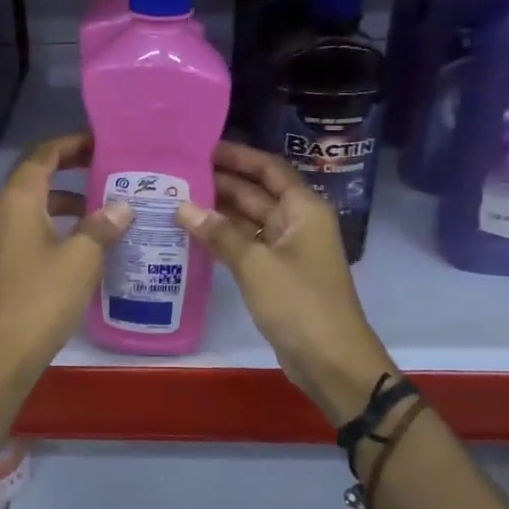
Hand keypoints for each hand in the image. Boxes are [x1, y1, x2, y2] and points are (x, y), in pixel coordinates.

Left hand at [0, 133, 132, 384]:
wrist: (4, 352)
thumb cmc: (42, 297)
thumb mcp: (82, 258)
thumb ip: (102, 226)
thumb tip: (122, 207)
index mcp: (19, 201)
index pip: (43, 155)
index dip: (71, 144)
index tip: (102, 143)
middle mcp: (5, 211)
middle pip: (38, 176)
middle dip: (72, 168)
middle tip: (109, 168)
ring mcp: (3, 237)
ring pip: (38, 204)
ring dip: (69, 199)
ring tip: (107, 205)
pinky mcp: (8, 260)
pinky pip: (35, 227)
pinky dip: (61, 223)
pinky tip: (89, 241)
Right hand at [176, 142, 393, 425]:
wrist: (331, 361)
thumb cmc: (299, 304)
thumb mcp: (256, 265)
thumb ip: (219, 233)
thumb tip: (183, 207)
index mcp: (304, 209)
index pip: (269, 169)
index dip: (238, 156)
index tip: (202, 147)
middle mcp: (298, 223)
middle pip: (258, 192)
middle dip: (222, 182)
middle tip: (178, 173)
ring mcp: (288, 250)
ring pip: (250, 220)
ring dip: (220, 211)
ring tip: (177, 199)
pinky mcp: (278, 274)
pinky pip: (248, 245)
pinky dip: (225, 239)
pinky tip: (193, 234)